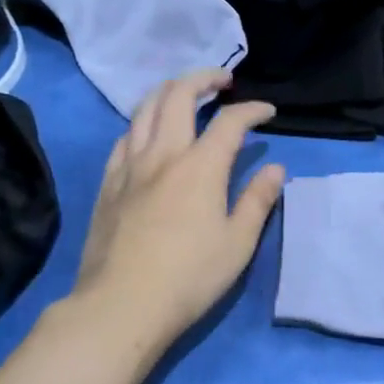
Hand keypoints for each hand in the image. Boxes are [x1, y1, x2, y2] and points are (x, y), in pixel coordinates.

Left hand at [70, 69, 284, 349]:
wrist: (120, 305)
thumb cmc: (189, 278)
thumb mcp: (237, 244)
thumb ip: (257, 200)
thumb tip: (275, 169)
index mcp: (201, 166)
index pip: (231, 120)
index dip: (253, 109)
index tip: (268, 112)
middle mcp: (163, 154)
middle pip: (179, 94)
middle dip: (204, 78)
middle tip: (223, 81)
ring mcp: (130, 166)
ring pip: (145, 108)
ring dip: (169, 91)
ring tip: (185, 94)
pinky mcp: (108, 183)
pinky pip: (124, 137)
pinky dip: (142, 122)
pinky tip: (149, 133)